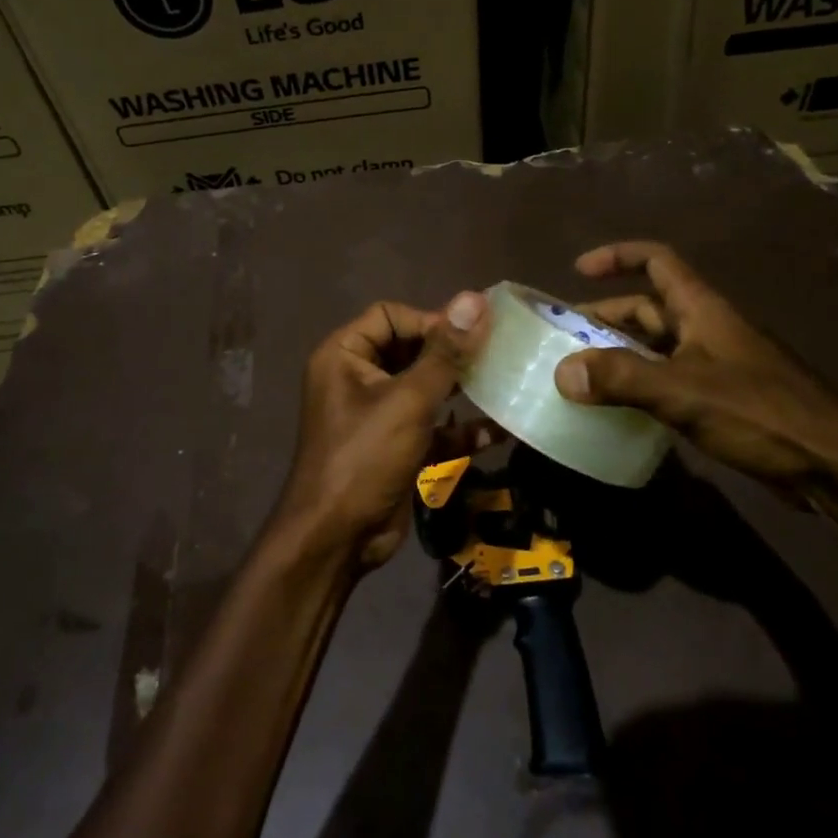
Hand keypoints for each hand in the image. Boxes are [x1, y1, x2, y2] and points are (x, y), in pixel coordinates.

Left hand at [273, 293, 489, 570]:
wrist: (337, 538)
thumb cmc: (365, 456)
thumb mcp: (408, 400)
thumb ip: (444, 353)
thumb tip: (475, 299)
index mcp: (345, 354)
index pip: (390, 316)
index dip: (430, 321)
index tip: (472, 336)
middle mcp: (357, 378)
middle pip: (409, 350)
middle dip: (450, 355)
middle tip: (494, 356)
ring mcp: (376, 414)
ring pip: (423, 389)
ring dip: (459, 389)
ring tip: (501, 385)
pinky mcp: (394, 446)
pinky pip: (429, 426)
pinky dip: (456, 428)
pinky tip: (495, 432)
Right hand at [553, 242, 837, 495]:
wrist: (832, 464)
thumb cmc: (759, 412)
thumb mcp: (682, 391)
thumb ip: (621, 379)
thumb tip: (561, 373)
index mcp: (702, 309)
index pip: (657, 261)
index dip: (618, 257)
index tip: (578, 270)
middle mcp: (707, 328)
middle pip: (648, 308)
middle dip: (605, 317)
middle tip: (564, 338)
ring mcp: (715, 364)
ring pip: (656, 347)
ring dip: (618, 354)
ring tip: (579, 373)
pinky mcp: (721, 399)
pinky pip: (667, 379)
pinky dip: (638, 385)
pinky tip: (617, 407)